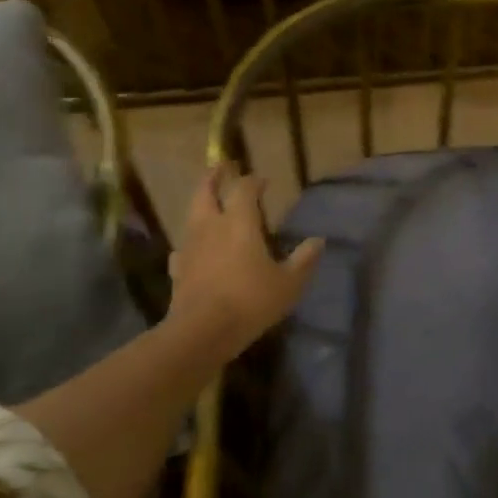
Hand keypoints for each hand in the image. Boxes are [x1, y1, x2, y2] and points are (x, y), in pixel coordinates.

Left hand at [167, 164, 322, 357]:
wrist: (203, 330)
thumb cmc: (251, 301)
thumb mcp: (289, 283)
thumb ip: (304, 260)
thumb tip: (318, 241)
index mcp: (239, 223)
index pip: (244, 189)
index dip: (253, 181)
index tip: (262, 180)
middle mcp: (211, 226)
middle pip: (206, 192)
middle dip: (214, 177)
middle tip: (221, 167)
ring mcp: (190, 247)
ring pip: (192, 215)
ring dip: (201, 204)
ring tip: (209, 202)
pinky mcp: (178, 269)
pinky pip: (184, 247)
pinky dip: (191, 241)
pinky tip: (194, 249)